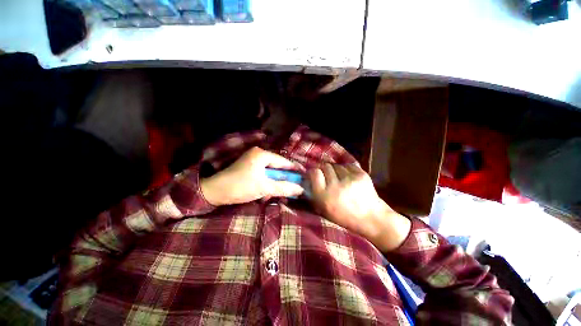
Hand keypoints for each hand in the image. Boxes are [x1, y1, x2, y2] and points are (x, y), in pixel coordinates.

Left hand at [200, 147, 303, 205]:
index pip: (283, 161)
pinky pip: (263, 173)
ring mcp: (252, 160)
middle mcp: (258, 154)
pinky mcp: (248, 167)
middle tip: (294, 186)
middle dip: (284, 177)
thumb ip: (284, 187)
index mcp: (262, 154)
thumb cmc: (240, 187)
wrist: (214, 192)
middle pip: (277, 166)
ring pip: (270, 171)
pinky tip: (269, 190)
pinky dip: (268, 181)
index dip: (294, 169)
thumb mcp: (265, 187)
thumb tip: (301, 189)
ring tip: (283, 190)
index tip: (304, 176)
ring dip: (276, 181)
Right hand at [308, 163, 410, 251]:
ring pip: (336, 165)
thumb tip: (308, 178)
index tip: (315, 175)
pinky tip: (349, 178)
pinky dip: (346, 170)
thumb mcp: (323, 210)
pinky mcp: (361, 174)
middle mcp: (335, 186)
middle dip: (325, 170)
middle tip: (328, 177)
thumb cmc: (344, 217)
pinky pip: (348, 165)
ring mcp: (349, 179)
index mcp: (324, 196)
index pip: (314, 172)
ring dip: (336, 170)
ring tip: (340, 179)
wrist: (371, 218)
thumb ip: (314, 193)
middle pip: (325, 166)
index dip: (314, 172)